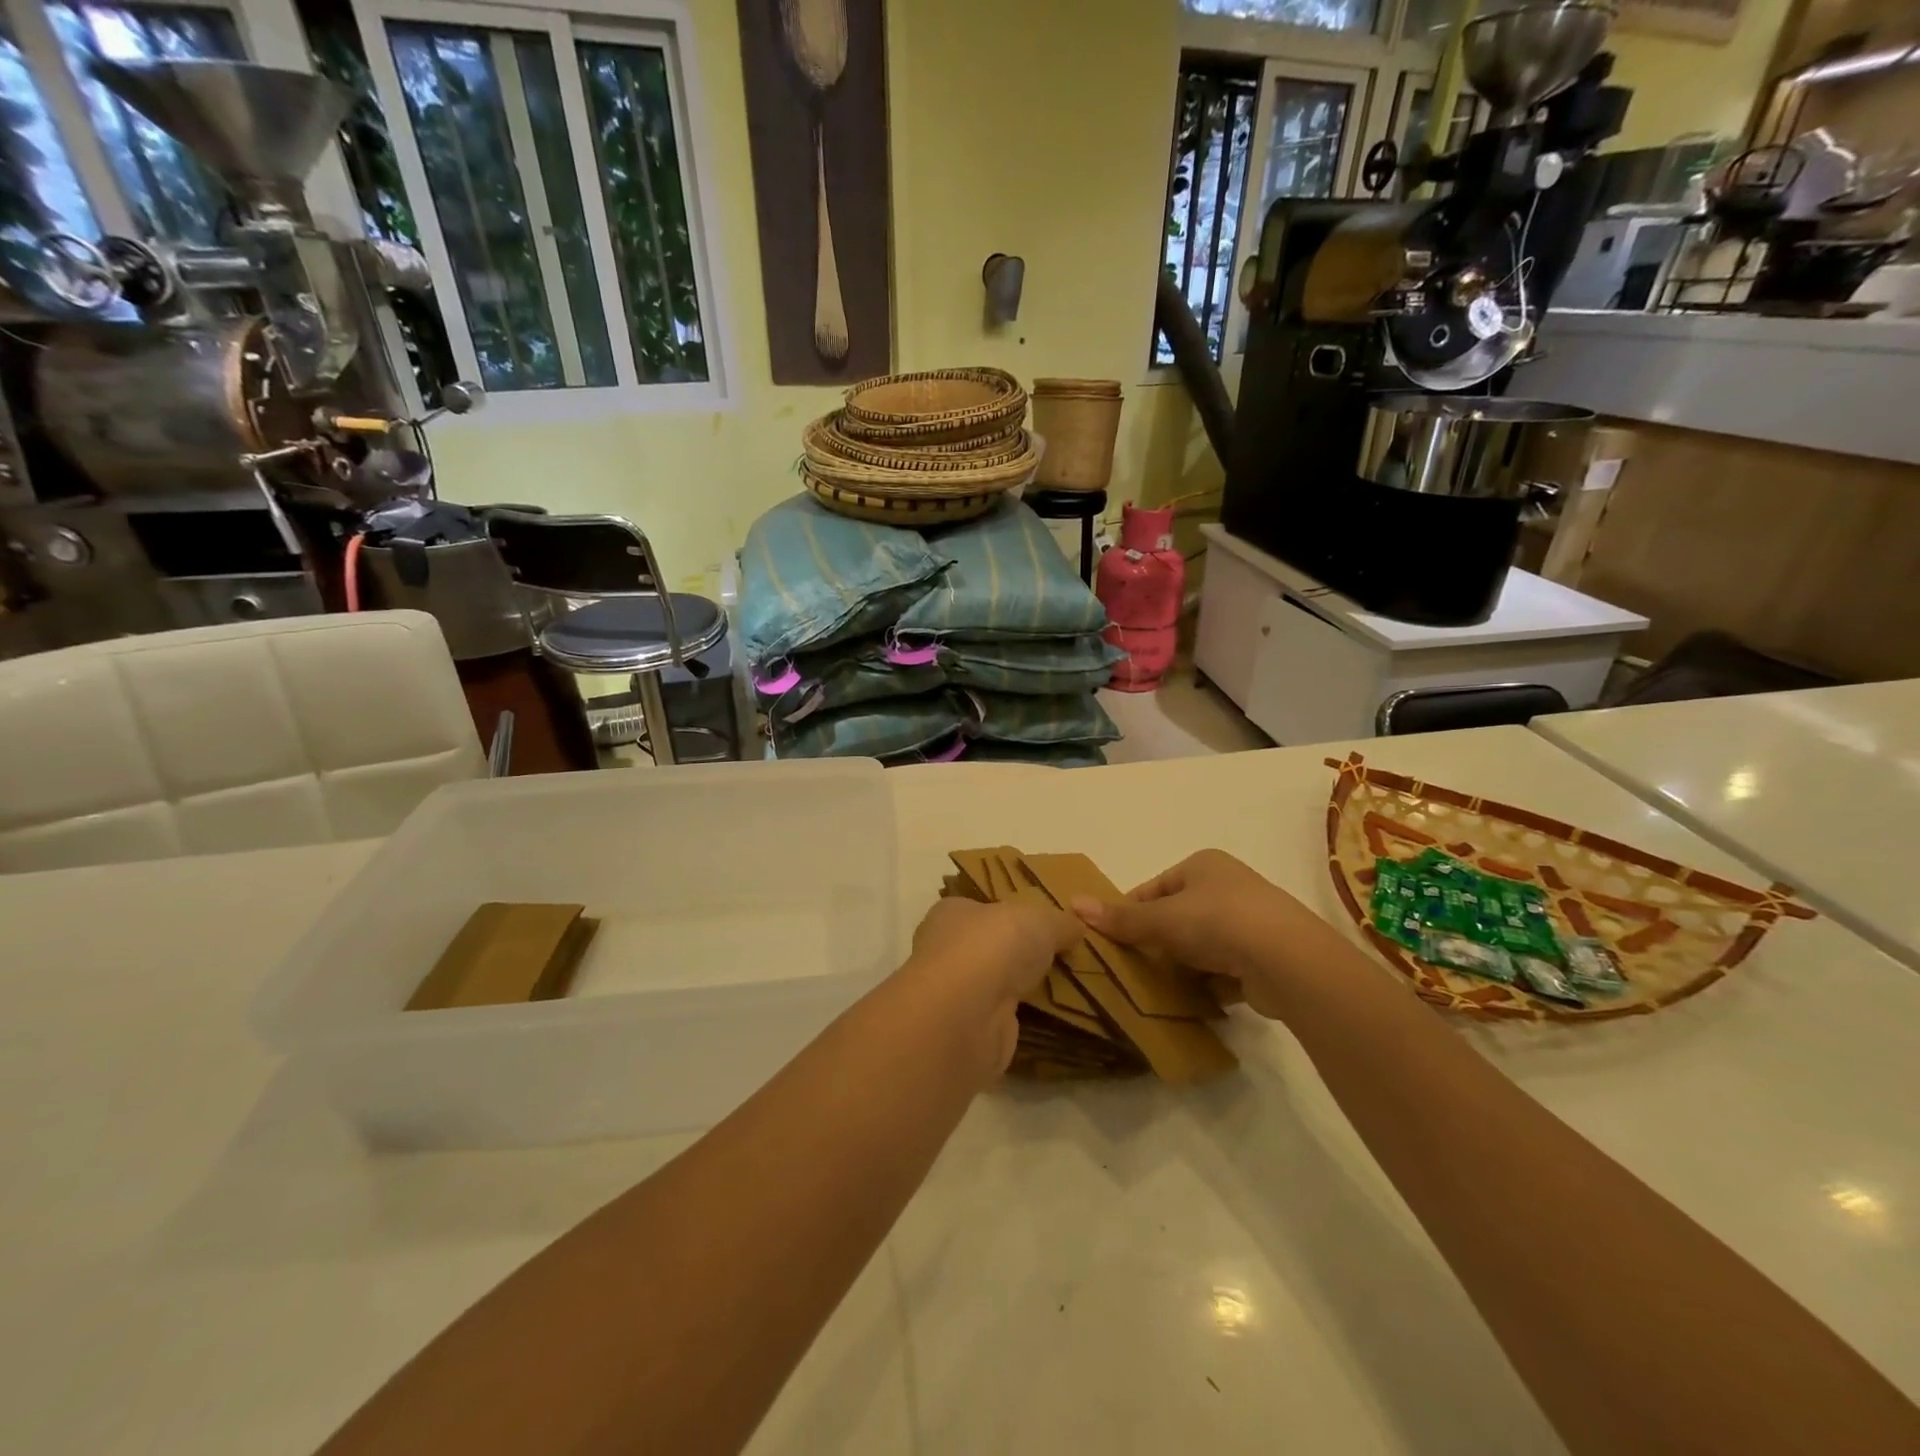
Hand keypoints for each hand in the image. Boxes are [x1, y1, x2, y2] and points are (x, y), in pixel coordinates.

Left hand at [906, 896, 1079, 1074]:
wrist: (966, 1015)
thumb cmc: (993, 947)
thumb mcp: (1040, 920)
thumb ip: (1060, 922)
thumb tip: (1077, 926)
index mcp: (951, 913)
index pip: (979, 909)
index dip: (1008, 915)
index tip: (1040, 926)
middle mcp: (945, 951)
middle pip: (985, 949)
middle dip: (1015, 955)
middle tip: (1057, 959)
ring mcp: (953, 994)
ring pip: (992, 985)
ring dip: (1018, 989)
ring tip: (1061, 989)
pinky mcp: (966, 1031)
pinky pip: (999, 1018)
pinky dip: (1019, 1019)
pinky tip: (1047, 1019)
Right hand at [1072, 850, 1350, 1019]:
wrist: (1287, 960)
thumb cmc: (1217, 921)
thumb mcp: (1161, 918)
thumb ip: (1121, 918)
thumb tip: (1072, 904)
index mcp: (1203, 865)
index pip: (1155, 888)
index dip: (1132, 912)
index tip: (1113, 939)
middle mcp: (1228, 887)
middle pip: (1178, 917)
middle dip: (1157, 942)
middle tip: (1132, 967)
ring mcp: (1250, 923)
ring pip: (1201, 945)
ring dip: (1183, 965)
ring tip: (1158, 989)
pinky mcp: (1264, 958)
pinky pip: (1225, 970)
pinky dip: (1209, 984)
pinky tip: (1194, 1001)